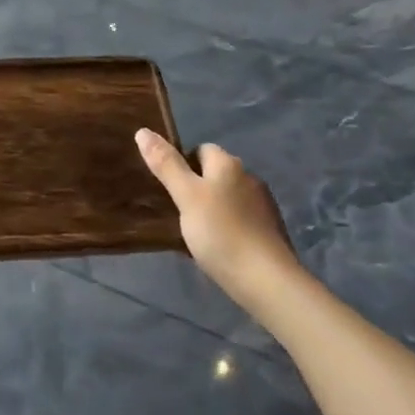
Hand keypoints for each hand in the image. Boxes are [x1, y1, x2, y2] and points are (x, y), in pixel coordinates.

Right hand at [136, 129, 305, 307]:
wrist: (268, 282)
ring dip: (214, 209)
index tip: (170, 189)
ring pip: (229, 198)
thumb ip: (166, 164)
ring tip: (197, 234)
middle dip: (198, 188)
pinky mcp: (271, 232)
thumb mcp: (186, 197)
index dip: (183, 164)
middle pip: (215, 174)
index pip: (201, 149)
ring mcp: (264, 205)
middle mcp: (249, 177)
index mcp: (228, 164)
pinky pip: (241, 220)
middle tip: (179, 212)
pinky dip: (229, 228)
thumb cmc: (221, 233)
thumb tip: (143, 131)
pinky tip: (220, 248)